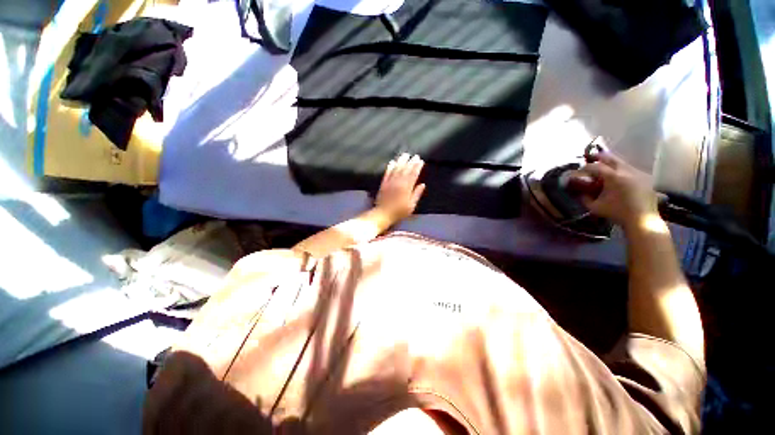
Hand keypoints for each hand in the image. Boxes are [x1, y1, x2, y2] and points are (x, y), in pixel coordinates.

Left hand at [375, 153, 425, 222]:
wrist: (383, 213)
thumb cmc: (399, 212)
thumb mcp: (411, 206)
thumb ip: (417, 194)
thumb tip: (422, 185)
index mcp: (406, 188)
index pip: (413, 174)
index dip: (417, 167)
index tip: (421, 161)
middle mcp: (398, 183)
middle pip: (405, 170)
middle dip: (411, 162)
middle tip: (415, 156)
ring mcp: (390, 182)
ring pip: (396, 169)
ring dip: (401, 161)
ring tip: (405, 155)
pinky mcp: (383, 183)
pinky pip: (387, 173)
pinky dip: (390, 167)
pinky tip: (392, 162)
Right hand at [571, 152, 659, 230]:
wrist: (642, 219)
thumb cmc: (617, 212)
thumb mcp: (595, 207)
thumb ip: (585, 198)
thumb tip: (579, 191)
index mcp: (613, 177)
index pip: (596, 166)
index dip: (586, 167)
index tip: (580, 171)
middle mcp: (626, 171)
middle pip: (611, 158)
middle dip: (600, 157)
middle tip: (591, 157)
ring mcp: (638, 173)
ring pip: (622, 162)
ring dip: (612, 163)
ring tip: (605, 167)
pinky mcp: (645, 178)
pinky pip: (631, 169)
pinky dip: (622, 170)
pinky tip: (618, 176)